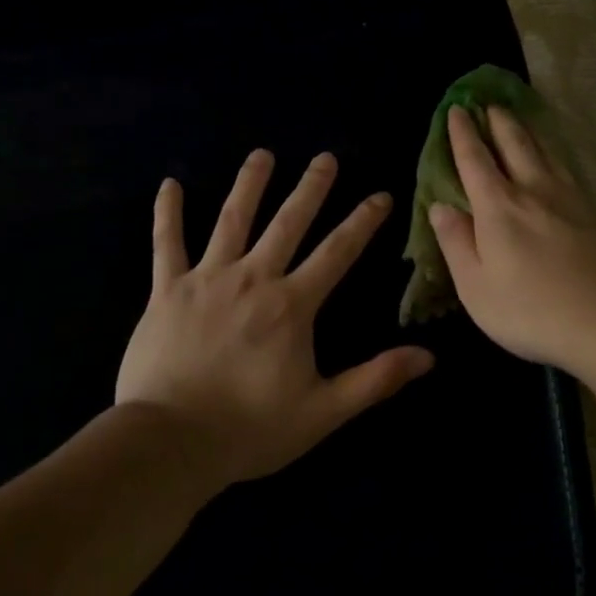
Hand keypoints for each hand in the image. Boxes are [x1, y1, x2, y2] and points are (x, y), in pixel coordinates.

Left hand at [116, 149, 434, 485]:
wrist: (170, 441)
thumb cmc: (250, 428)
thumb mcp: (324, 411)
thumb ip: (375, 380)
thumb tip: (428, 356)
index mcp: (291, 305)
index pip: (337, 252)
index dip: (362, 222)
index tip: (379, 195)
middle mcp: (252, 278)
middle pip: (287, 223)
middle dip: (310, 188)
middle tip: (325, 157)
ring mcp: (206, 279)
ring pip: (231, 220)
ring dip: (249, 185)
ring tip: (262, 154)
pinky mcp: (166, 290)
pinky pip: (166, 243)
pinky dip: (167, 213)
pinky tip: (168, 184)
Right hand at [429, 106, 595, 376]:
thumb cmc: (530, 311)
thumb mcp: (475, 286)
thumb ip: (456, 242)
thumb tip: (440, 206)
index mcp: (498, 208)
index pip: (475, 161)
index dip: (463, 134)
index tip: (457, 110)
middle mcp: (534, 192)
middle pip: (515, 145)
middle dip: (498, 122)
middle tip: (488, 103)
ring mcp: (570, 200)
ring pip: (546, 153)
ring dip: (528, 132)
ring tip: (519, 120)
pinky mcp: (595, 214)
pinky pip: (567, 170)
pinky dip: (554, 155)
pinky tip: (556, 161)